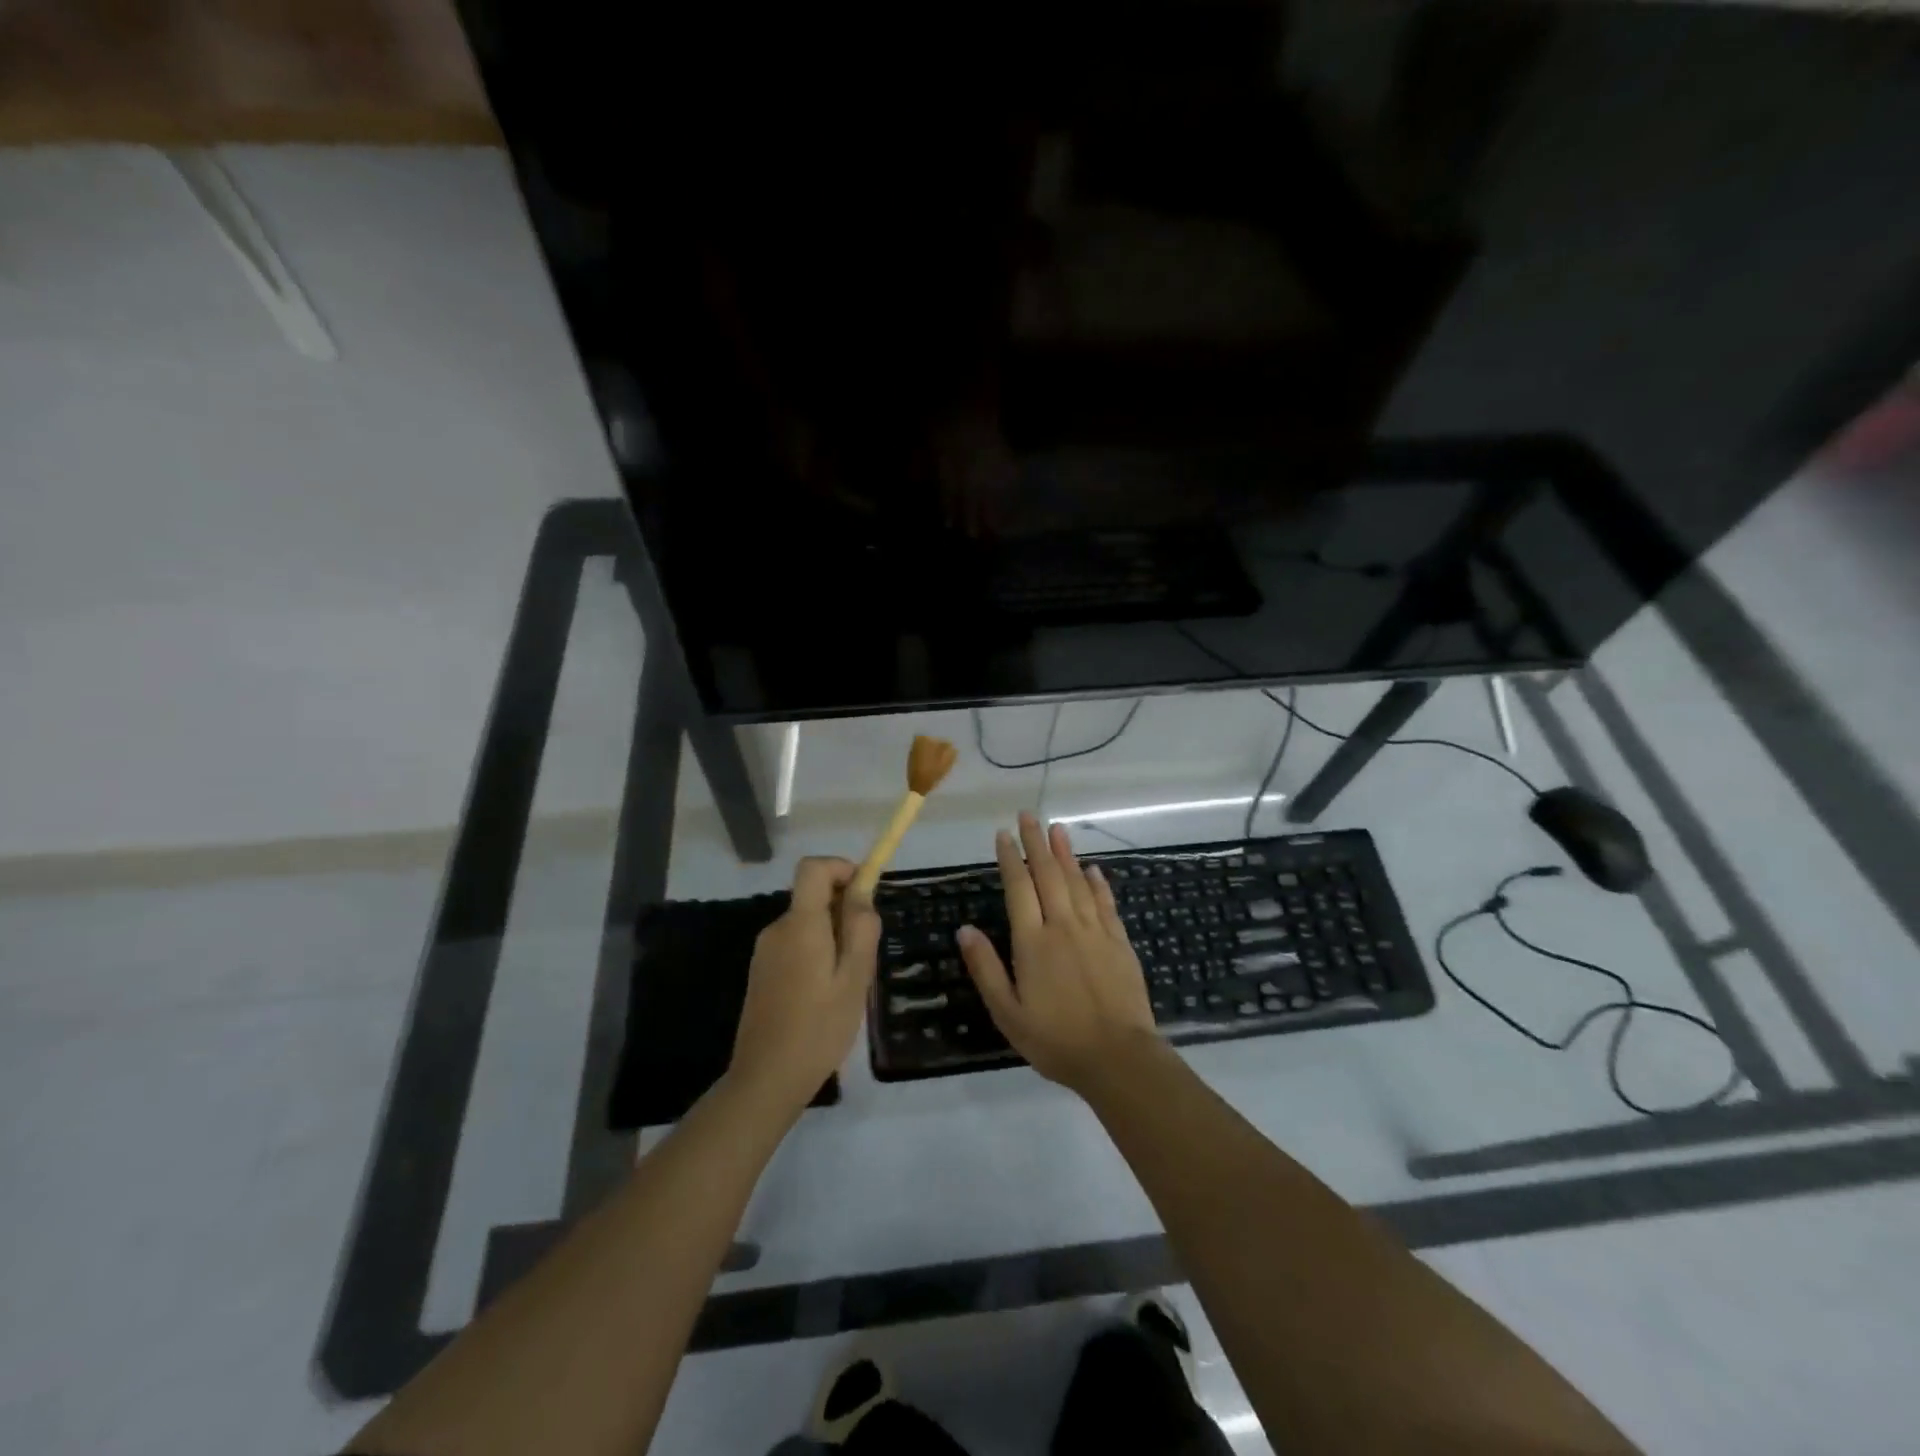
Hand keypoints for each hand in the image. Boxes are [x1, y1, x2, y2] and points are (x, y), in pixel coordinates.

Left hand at [729, 857, 881, 1112]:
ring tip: (848, 981)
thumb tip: (862, 891)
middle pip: (813, 896)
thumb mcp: (855, 977)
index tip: (865, 893)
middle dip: (844, 910)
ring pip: (807, 923)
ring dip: (832, 936)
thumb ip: (861, 928)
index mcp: (800, 925)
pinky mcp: (762, 972)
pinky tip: (826, 994)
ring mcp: (765, 951)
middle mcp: (778, 929)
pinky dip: (816, 953)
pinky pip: (795, 944)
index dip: (841, 868)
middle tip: (865, 953)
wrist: (766, 1078)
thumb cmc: (819, 1027)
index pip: (812, 867)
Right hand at [956, 813, 1162, 1094]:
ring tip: (1057, 828)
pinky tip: (1092, 870)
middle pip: (1048, 874)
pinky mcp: (1119, 942)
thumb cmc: (1055, 1039)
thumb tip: (964, 929)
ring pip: (1077, 882)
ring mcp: (1095, 931)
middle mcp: (1063, 926)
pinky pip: (1105, 903)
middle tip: (1028, 815)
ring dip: (1065, 853)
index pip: (1019, 888)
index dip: (1010, 858)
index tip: (1003, 834)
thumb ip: (985, 968)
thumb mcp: (1007, 1013)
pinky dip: (1097, 883)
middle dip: (1036, 842)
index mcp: (1033, 942)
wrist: (1118, 1057)